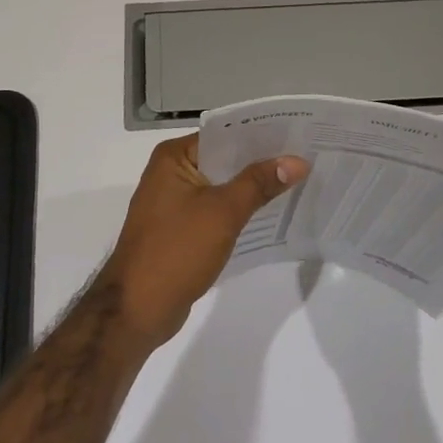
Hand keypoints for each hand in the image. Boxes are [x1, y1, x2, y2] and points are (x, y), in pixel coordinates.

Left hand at [95, 134, 307, 351]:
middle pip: (224, 160)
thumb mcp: (223, 212)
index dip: (260, 135)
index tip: (298, 135)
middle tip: (305, 160)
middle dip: (261, 162)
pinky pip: (215, 210)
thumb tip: (297, 161)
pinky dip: (238, 211)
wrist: (138, 308)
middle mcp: (170, 173)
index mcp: (173, 157)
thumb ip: (259, 183)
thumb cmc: (177, 250)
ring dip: (251, 188)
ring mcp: (173, 202)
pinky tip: (269, 214)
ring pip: (221, 187)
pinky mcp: (179, 229)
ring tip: (296, 183)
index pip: (224, 135)